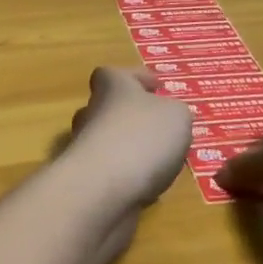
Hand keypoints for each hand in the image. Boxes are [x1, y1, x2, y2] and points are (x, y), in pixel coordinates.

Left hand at [64, 67, 191, 211]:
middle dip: (134, 117)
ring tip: (163, 163)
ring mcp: (86, 148)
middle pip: (110, 108)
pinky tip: (150, 190)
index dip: (136, 78)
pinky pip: (112, 173)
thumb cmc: (142, 137)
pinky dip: (129, 178)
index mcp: (111, 86)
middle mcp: (92, 112)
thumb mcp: (176, 115)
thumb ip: (175, 111)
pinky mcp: (87, 181)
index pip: (114, 74)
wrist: (103, 190)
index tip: (157, 87)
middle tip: (162, 129)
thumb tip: (167, 116)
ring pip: (111, 142)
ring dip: (132, 150)